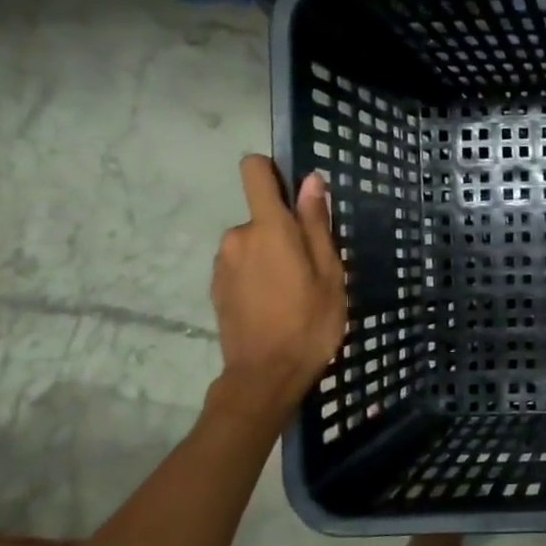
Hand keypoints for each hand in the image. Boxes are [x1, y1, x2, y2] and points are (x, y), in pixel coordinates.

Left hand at [208, 156, 346, 424]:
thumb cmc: (309, 321)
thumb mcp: (329, 272)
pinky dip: (257, 276)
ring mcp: (222, 263)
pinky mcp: (216, 287)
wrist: (265, 375)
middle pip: (261, 216)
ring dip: (271, 257)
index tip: (295, 196)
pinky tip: (274, 306)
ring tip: (294, 292)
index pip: (253, 171)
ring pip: (252, 243)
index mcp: (268, 228)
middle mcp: (237, 236)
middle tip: (311, 269)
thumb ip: (316, 224)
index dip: (272, 172)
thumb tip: (310, 181)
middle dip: (284, 232)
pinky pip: (242, 266)